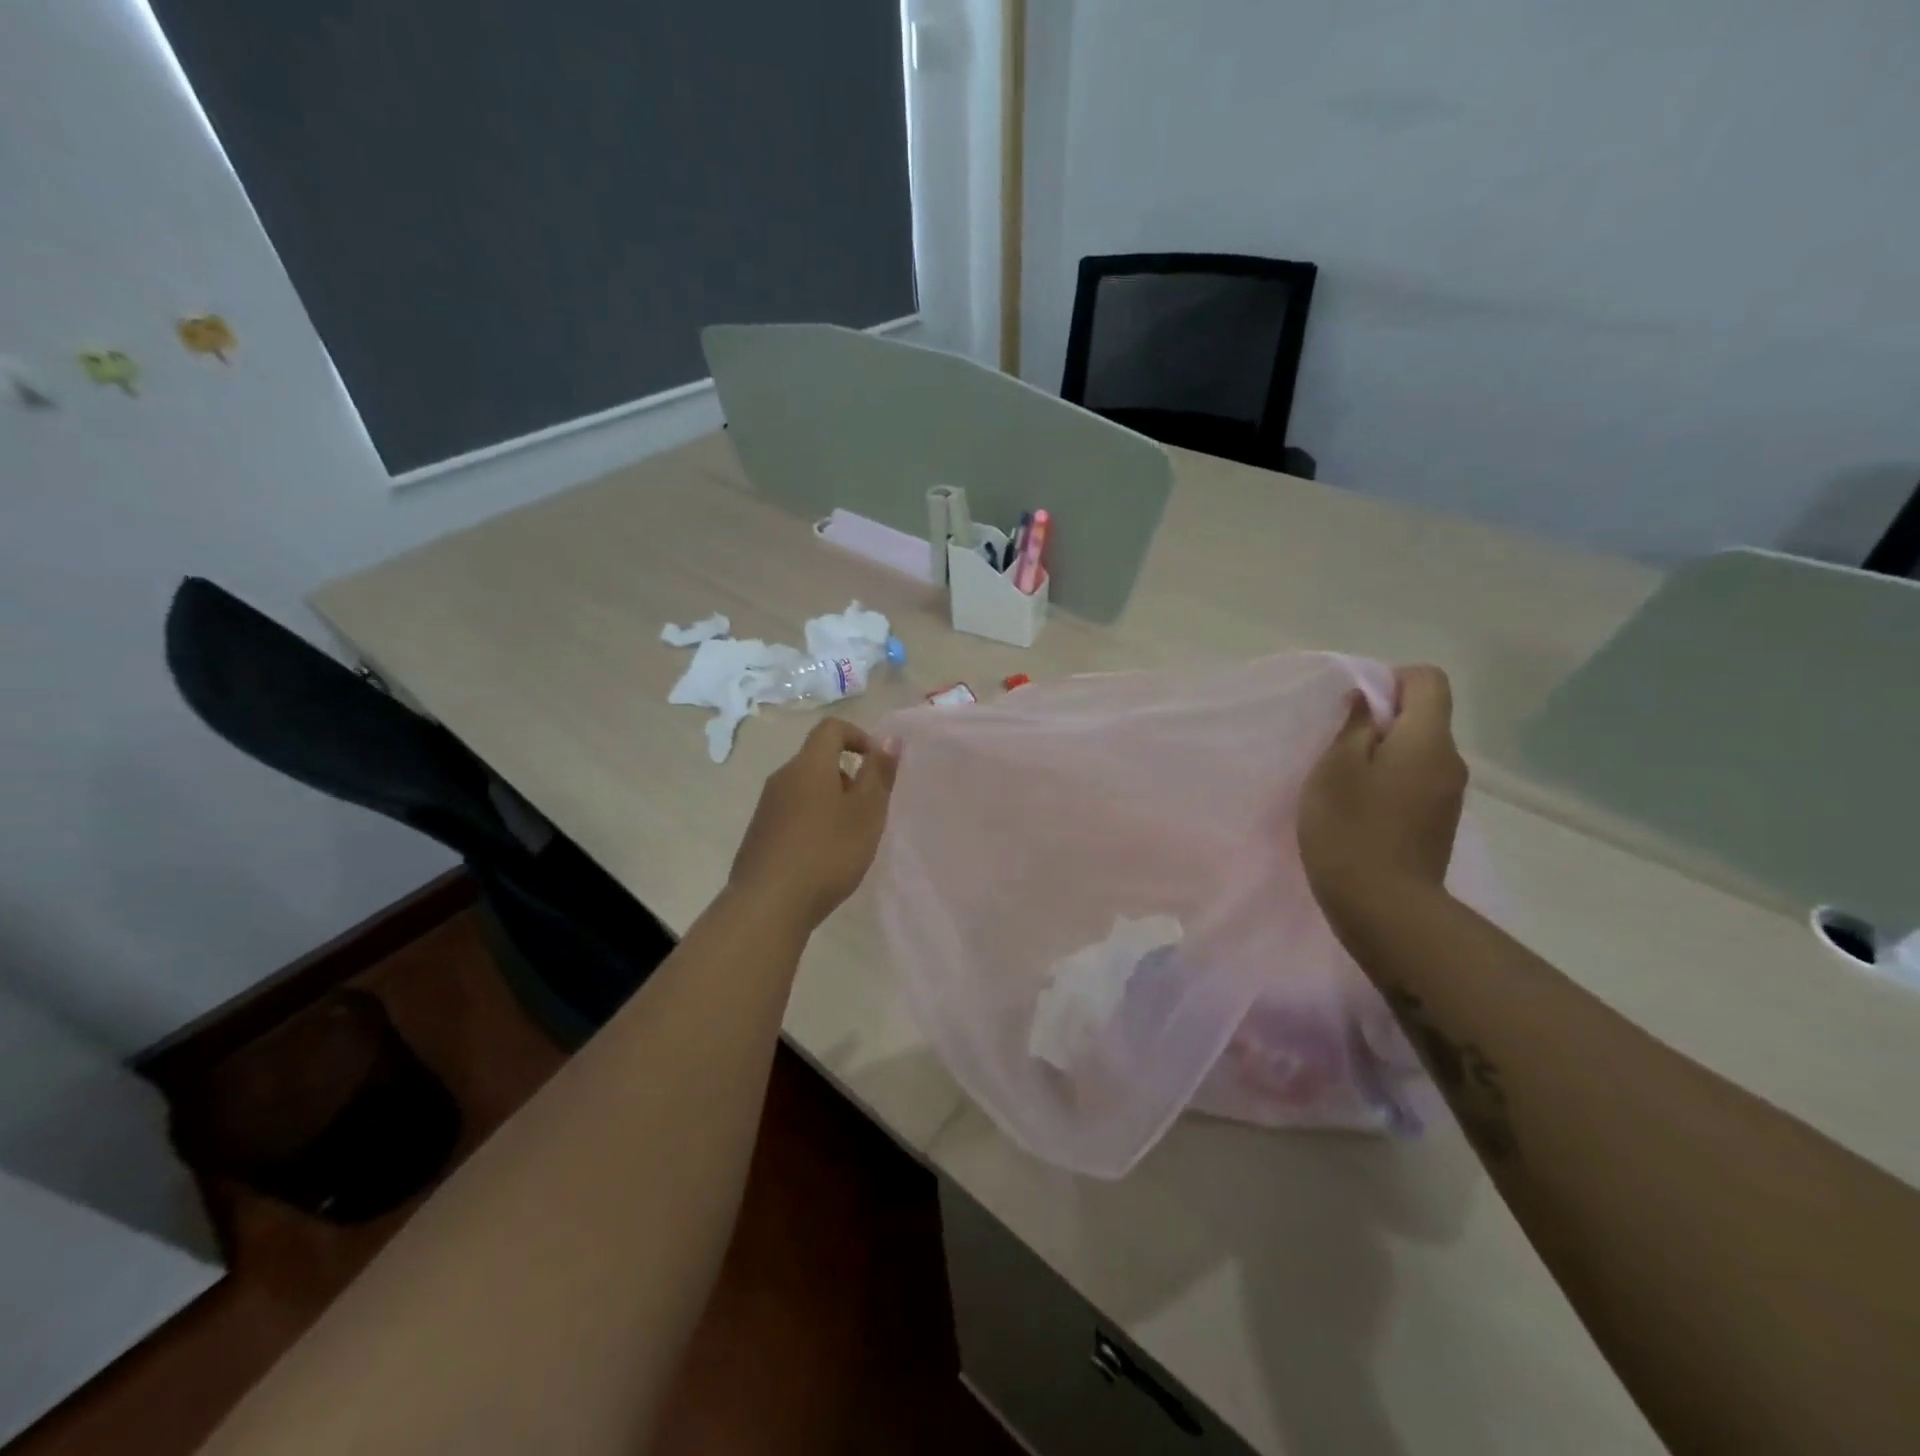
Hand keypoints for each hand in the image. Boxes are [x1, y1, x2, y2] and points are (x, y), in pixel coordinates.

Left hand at [728, 718, 899, 932]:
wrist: (768, 905)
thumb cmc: (827, 853)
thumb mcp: (866, 812)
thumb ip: (879, 773)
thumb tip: (889, 738)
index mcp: (808, 765)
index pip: (831, 728)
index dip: (859, 737)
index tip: (877, 766)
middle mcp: (782, 778)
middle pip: (818, 760)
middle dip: (849, 777)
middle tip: (869, 811)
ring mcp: (766, 807)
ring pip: (806, 789)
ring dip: (831, 802)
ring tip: (849, 838)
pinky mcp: (759, 834)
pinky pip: (793, 813)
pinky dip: (813, 822)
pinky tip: (823, 857)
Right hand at [1298, 666, 1468, 936]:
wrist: (1384, 908)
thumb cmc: (1351, 830)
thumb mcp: (1334, 769)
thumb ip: (1351, 726)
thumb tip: (1365, 701)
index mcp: (1427, 740)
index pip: (1428, 680)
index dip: (1390, 680)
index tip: (1353, 708)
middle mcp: (1450, 762)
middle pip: (1424, 717)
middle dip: (1381, 721)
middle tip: (1335, 747)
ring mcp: (1448, 796)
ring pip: (1417, 752)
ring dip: (1382, 755)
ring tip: (1342, 781)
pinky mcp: (1437, 824)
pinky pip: (1415, 782)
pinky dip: (1388, 783)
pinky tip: (1358, 809)